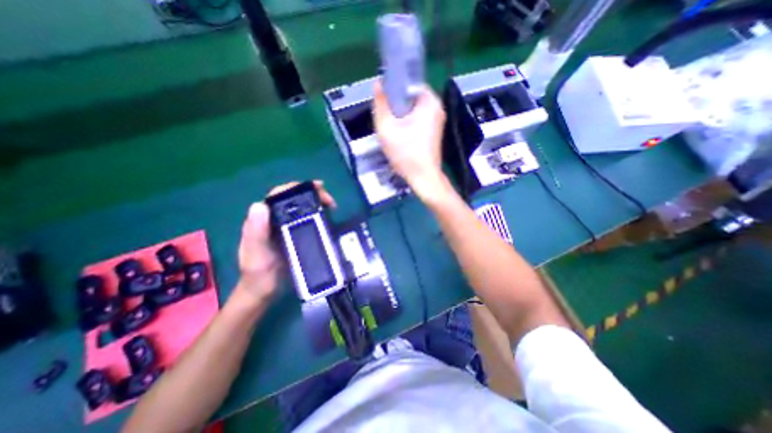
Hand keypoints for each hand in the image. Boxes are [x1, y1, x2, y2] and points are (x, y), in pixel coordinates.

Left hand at [233, 182, 333, 301]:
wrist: (263, 291)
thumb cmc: (258, 274)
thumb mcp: (256, 255)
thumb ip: (256, 232)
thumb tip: (259, 205)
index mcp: (262, 219)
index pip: (278, 195)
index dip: (297, 187)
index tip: (317, 187)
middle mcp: (273, 219)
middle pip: (292, 199)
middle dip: (311, 194)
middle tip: (330, 201)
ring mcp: (283, 227)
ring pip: (300, 207)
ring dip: (316, 203)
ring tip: (332, 206)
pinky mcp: (292, 234)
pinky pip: (305, 219)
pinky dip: (316, 214)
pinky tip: (326, 217)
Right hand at [372, 80, 446, 198]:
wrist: (423, 178)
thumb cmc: (405, 154)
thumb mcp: (387, 128)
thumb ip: (380, 104)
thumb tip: (377, 84)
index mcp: (429, 102)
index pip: (408, 85)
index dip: (393, 92)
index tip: (384, 104)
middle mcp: (437, 108)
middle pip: (411, 99)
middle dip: (396, 107)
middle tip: (387, 121)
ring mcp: (437, 121)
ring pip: (413, 111)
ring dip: (401, 117)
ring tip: (392, 131)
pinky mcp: (434, 132)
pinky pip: (418, 121)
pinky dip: (408, 125)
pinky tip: (400, 137)